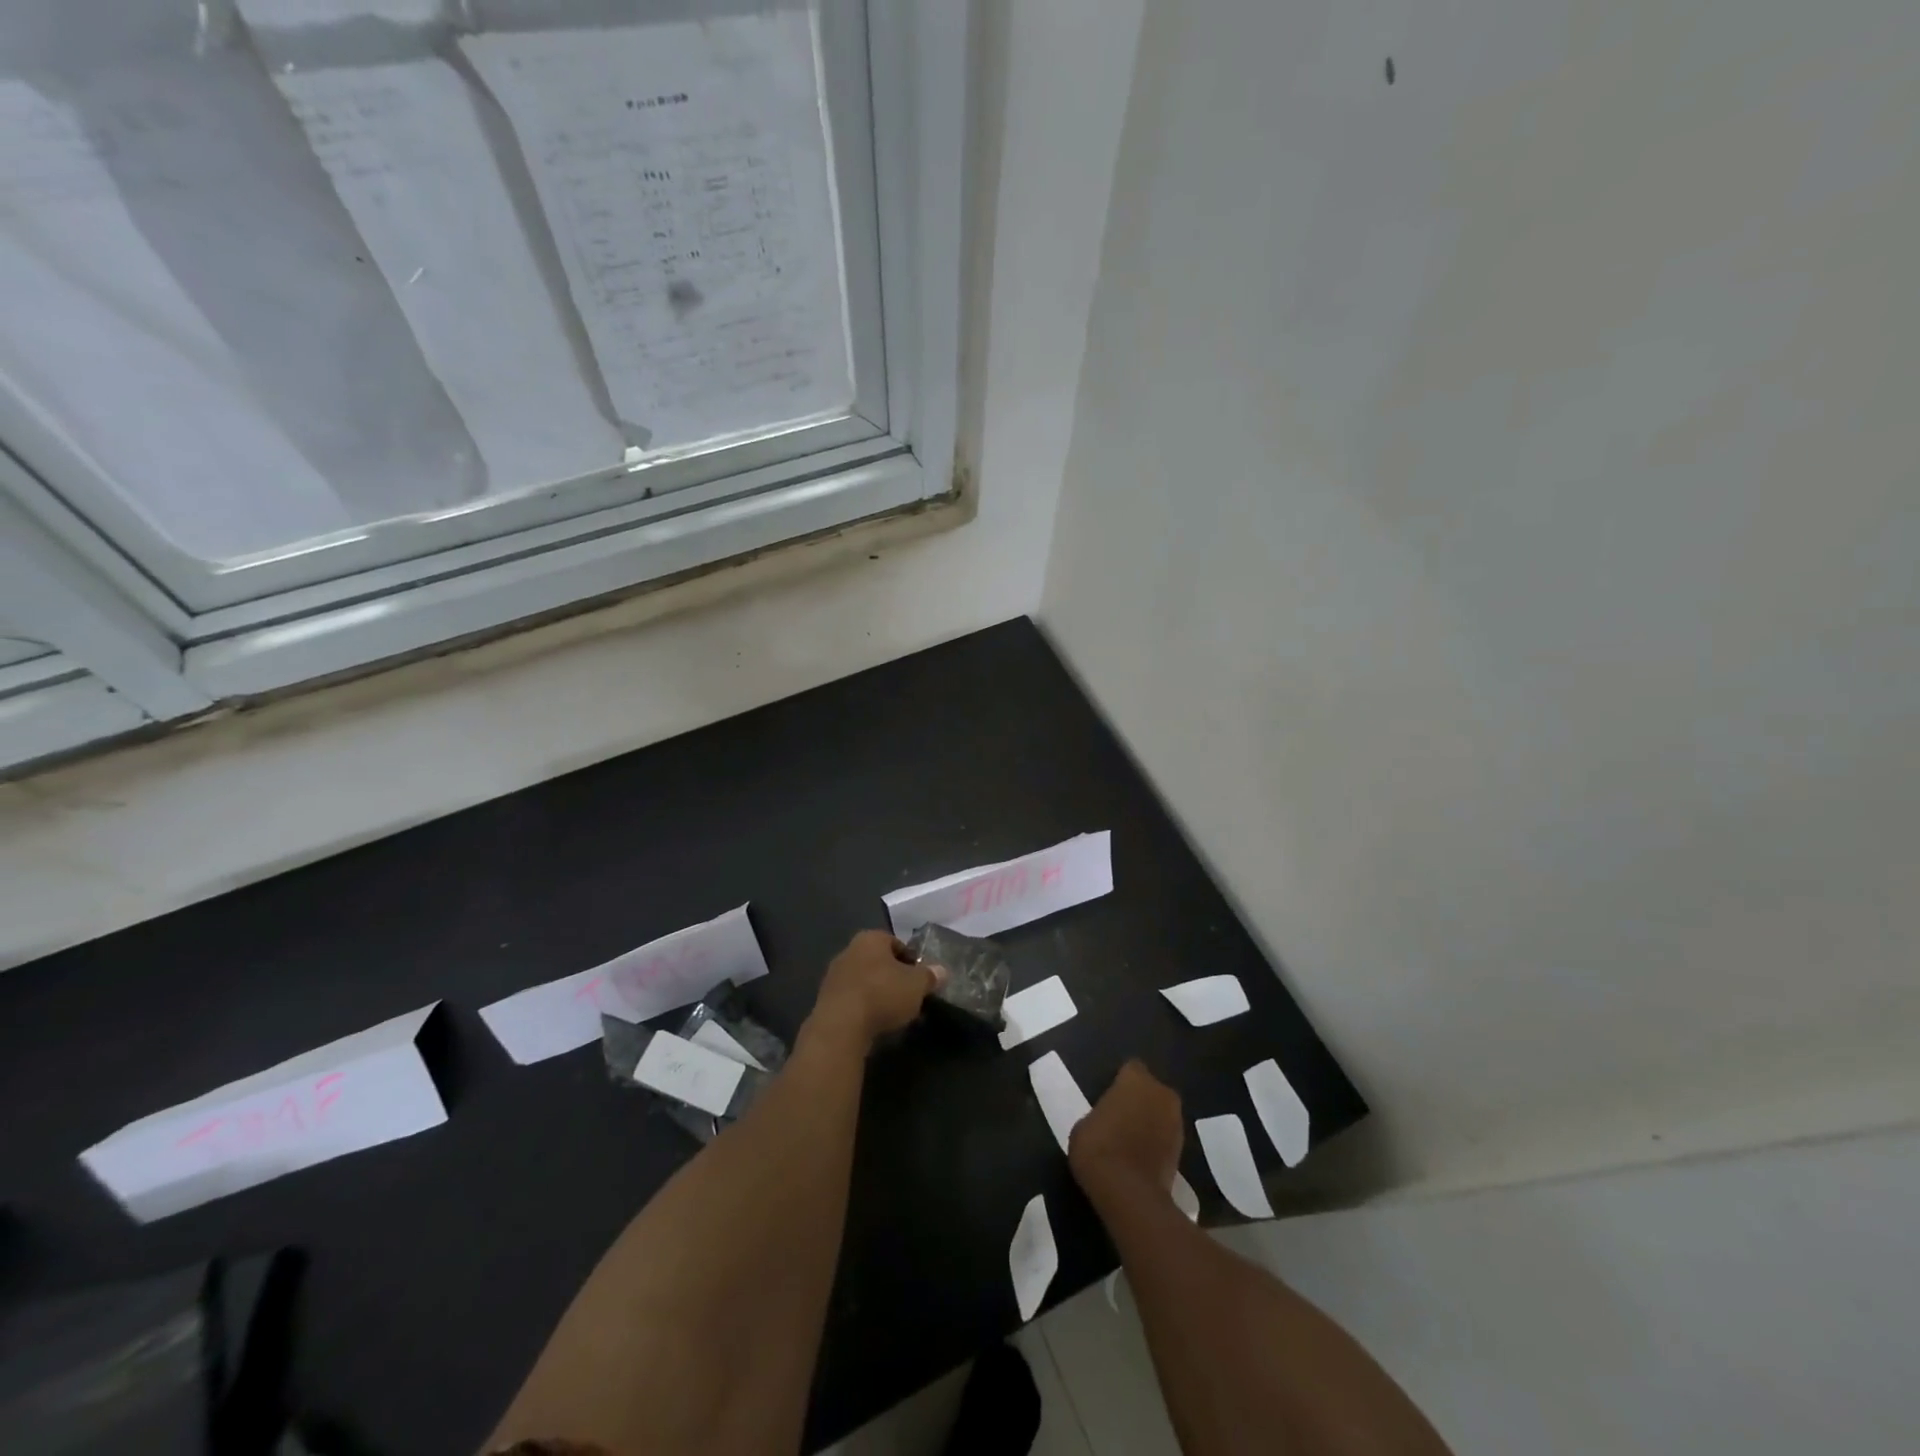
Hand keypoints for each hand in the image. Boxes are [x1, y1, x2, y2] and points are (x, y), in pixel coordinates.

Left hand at [806, 930, 940, 1053]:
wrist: (841, 1026)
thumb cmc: (882, 994)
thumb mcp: (917, 985)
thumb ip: (930, 976)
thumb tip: (942, 971)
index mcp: (871, 938)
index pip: (896, 943)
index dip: (911, 960)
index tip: (920, 979)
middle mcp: (849, 950)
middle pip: (878, 961)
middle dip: (893, 976)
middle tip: (908, 995)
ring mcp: (834, 975)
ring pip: (864, 980)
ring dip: (877, 993)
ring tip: (892, 1013)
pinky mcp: (825, 999)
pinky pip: (852, 998)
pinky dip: (863, 1007)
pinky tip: (873, 1023)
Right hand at [1069, 1061, 1183, 1205]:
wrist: (1128, 1193)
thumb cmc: (1098, 1147)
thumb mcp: (1084, 1124)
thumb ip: (1101, 1113)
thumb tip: (1108, 1119)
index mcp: (1136, 1079)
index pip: (1131, 1069)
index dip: (1120, 1082)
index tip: (1109, 1097)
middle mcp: (1161, 1093)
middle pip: (1151, 1090)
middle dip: (1140, 1100)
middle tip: (1120, 1117)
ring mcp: (1176, 1122)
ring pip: (1161, 1113)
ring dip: (1151, 1122)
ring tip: (1131, 1140)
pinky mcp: (1183, 1151)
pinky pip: (1166, 1138)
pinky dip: (1157, 1144)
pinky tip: (1141, 1158)